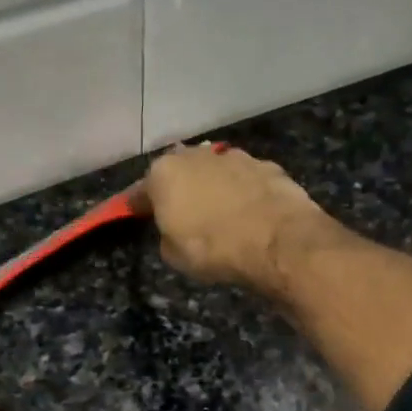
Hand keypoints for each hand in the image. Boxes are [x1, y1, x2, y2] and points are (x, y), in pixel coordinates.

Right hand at [137, 144, 327, 288]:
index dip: (137, 205)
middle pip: (180, 171)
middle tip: (182, 211)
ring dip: (214, 187)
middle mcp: (197, 155)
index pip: (140, 191)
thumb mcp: (174, 255)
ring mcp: (235, 157)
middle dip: (179, 188)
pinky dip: (244, 193)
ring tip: (220, 212)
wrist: (277, 241)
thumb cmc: (214, 249)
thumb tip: (175, 229)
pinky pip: (246, 181)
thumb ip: (167, 235)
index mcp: (164, 173)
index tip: (134, 213)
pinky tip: (250, 212)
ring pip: (215, 171)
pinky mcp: (268, 166)